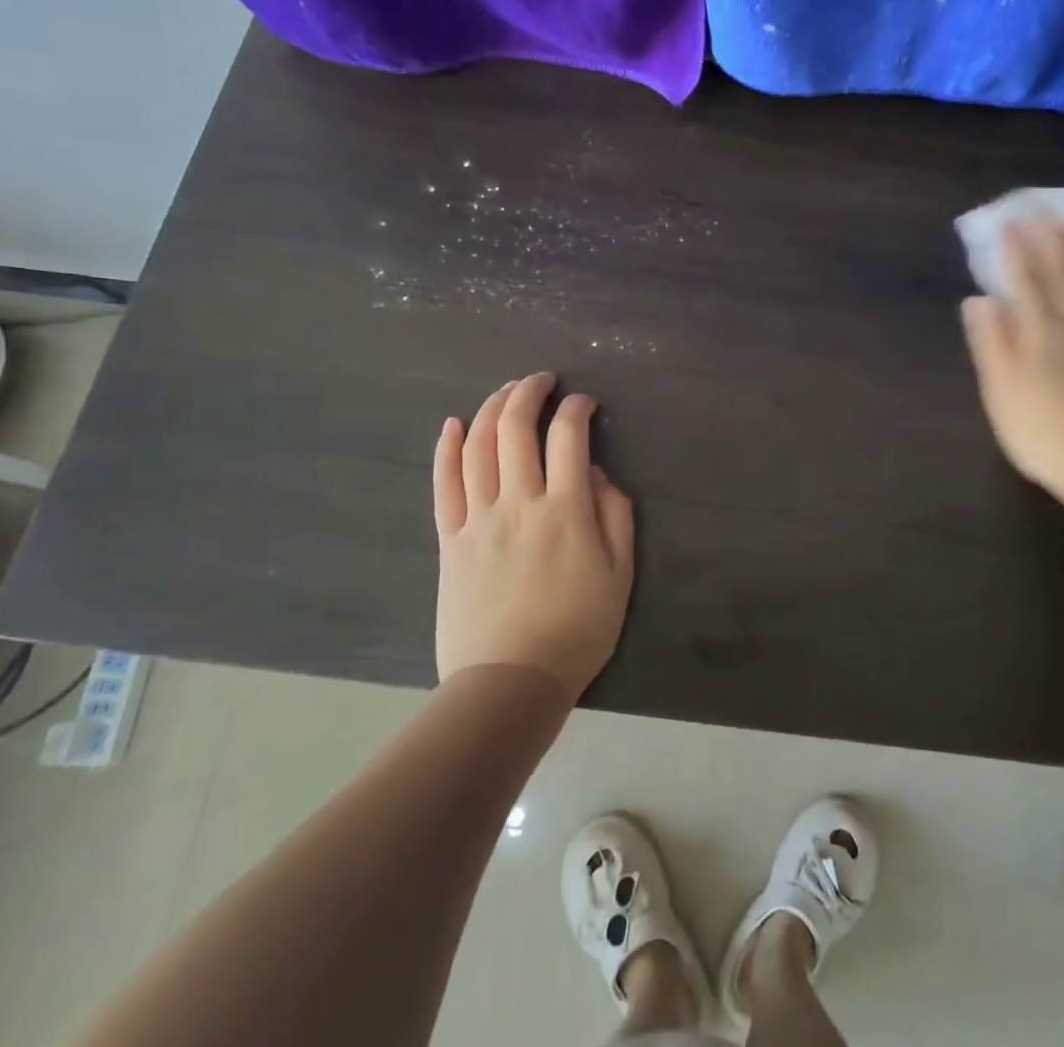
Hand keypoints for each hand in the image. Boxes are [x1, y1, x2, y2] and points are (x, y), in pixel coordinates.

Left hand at [432, 373, 635, 699]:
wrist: (509, 682)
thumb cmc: (576, 631)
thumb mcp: (619, 576)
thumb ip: (615, 517)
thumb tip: (598, 475)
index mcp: (565, 510)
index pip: (569, 437)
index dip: (577, 408)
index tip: (584, 402)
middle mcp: (519, 502)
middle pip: (516, 429)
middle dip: (529, 393)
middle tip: (541, 380)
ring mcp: (478, 519)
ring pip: (478, 447)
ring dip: (492, 408)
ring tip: (505, 391)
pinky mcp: (449, 540)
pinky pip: (444, 485)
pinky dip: (447, 449)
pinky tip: (453, 425)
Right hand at [960, 217, 1063, 509]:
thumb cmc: (1043, 435)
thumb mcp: (1001, 394)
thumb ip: (991, 344)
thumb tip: (978, 300)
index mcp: (1039, 333)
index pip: (1024, 280)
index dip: (1014, 250)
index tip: (1007, 221)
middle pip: (1062, 272)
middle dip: (1048, 238)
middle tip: (1040, 208)